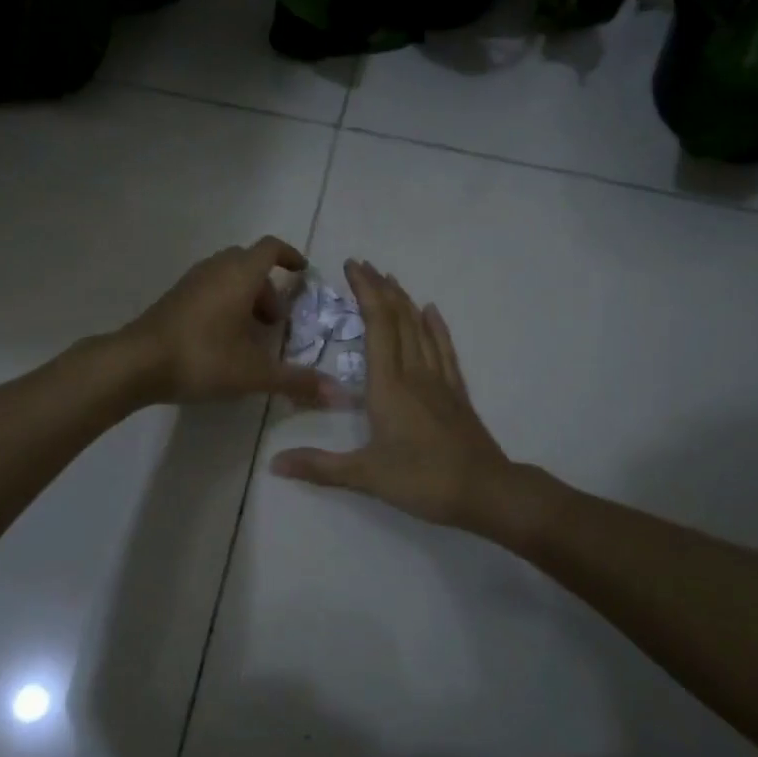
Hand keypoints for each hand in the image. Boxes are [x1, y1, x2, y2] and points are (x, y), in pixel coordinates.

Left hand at [119, 237, 341, 406]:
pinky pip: (208, 289)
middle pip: (249, 262)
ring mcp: (190, 281)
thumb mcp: (254, 373)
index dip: (290, 256)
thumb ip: (295, 380)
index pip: (271, 248)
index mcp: (240, 275)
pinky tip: (221, 339)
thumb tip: (337, 393)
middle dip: (267, 286)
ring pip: (226, 276)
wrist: (136, 363)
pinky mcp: (173, 298)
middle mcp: (215, 269)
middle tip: (274, 321)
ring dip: (245, 296)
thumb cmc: (202, 358)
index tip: (302, 273)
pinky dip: (224, 303)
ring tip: (249, 335)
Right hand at [270, 260, 511, 526]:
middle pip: (399, 319)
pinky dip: (436, 328)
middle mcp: (415, 373)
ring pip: (421, 330)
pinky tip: (432, 312)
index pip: (377, 325)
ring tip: (391, 279)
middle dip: (380, 289)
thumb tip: (273, 463)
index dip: (366, 292)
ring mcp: (439, 381)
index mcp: (389, 385)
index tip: (352, 267)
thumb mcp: (366, 475)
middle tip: (364, 265)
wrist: (484, 491)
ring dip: (405, 301)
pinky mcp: (456, 393)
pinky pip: (445, 350)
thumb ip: (319, 467)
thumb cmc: (422, 480)